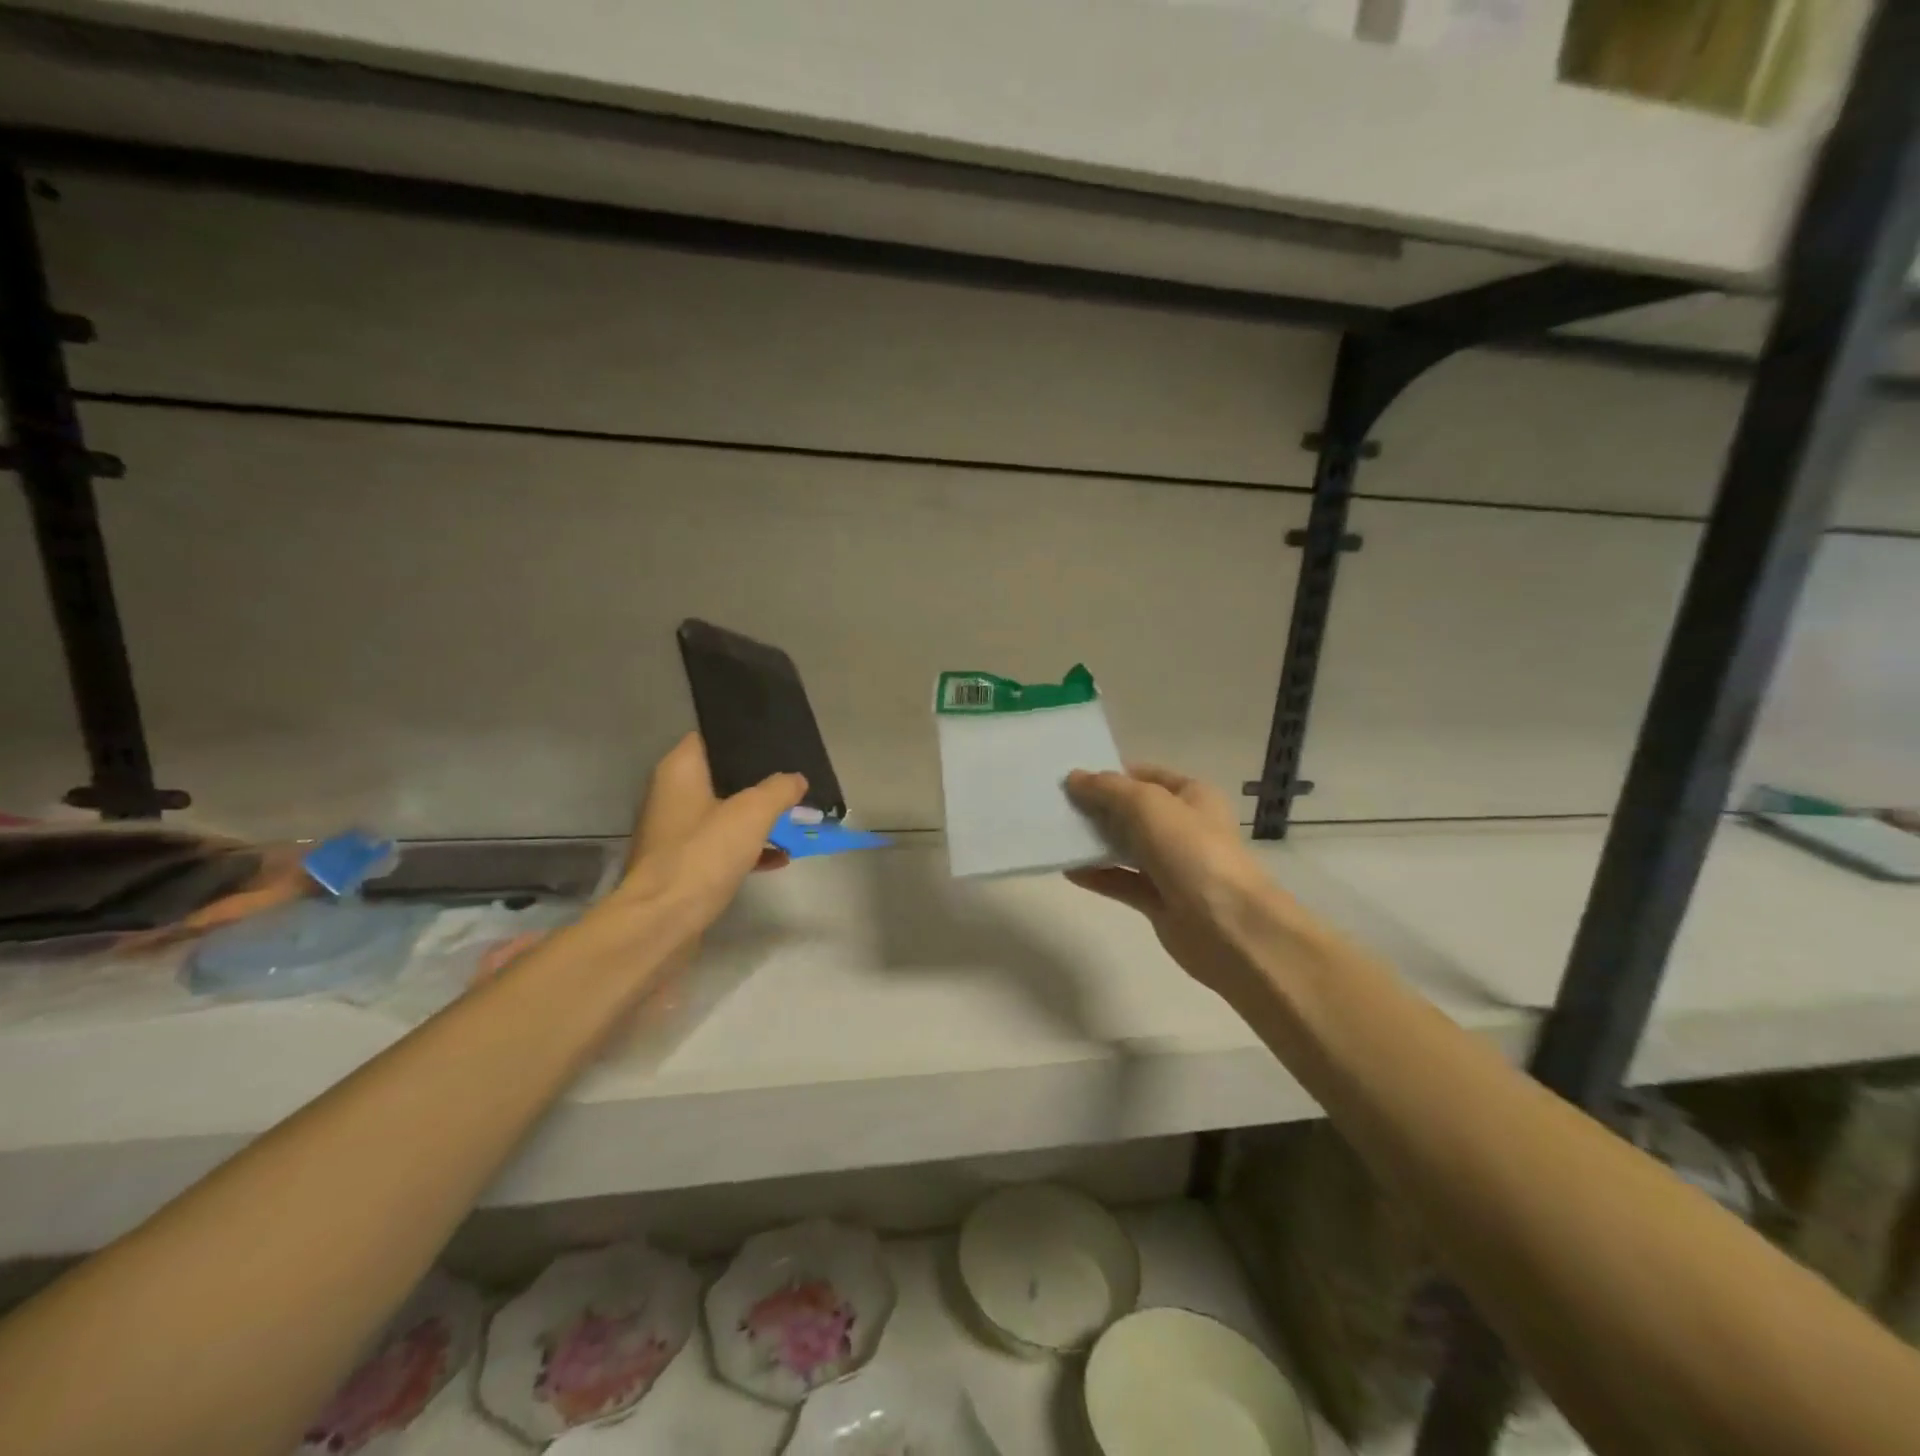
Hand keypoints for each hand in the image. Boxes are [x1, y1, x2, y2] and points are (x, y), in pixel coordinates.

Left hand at [612, 732, 806, 934]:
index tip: (776, 743)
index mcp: (679, 771)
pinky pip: (721, 846)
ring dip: (755, 818)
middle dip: (758, 781)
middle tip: (793, 781)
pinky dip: (747, 847)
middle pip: (721, 776)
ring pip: (723, 813)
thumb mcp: (752, 813)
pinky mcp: (682, 864)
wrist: (663, 920)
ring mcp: (674, 832)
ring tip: (794, 818)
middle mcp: (671, 795)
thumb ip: (779, 789)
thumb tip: (796, 779)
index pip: (711, 737)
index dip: (743, 738)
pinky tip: (778, 857)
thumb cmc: (703, 854)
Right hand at [1064, 765, 1279, 1002]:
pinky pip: (1121, 882)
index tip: (1073, 779)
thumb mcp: (1147, 804)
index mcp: (1192, 796)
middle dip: (1098, 808)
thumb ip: (1108, 789)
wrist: (1227, 926)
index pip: (1146, 776)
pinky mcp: (1159, 900)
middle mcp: (1183, 827)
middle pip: (1132, 812)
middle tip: (1056, 805)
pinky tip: (1068, 870)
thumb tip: (1074, 778)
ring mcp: (1171, 866)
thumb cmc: (1192, 851)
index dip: (1112, 775)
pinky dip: (1097, 875)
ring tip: (1057, 835)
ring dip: (1094, 842)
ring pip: (1126, 847)